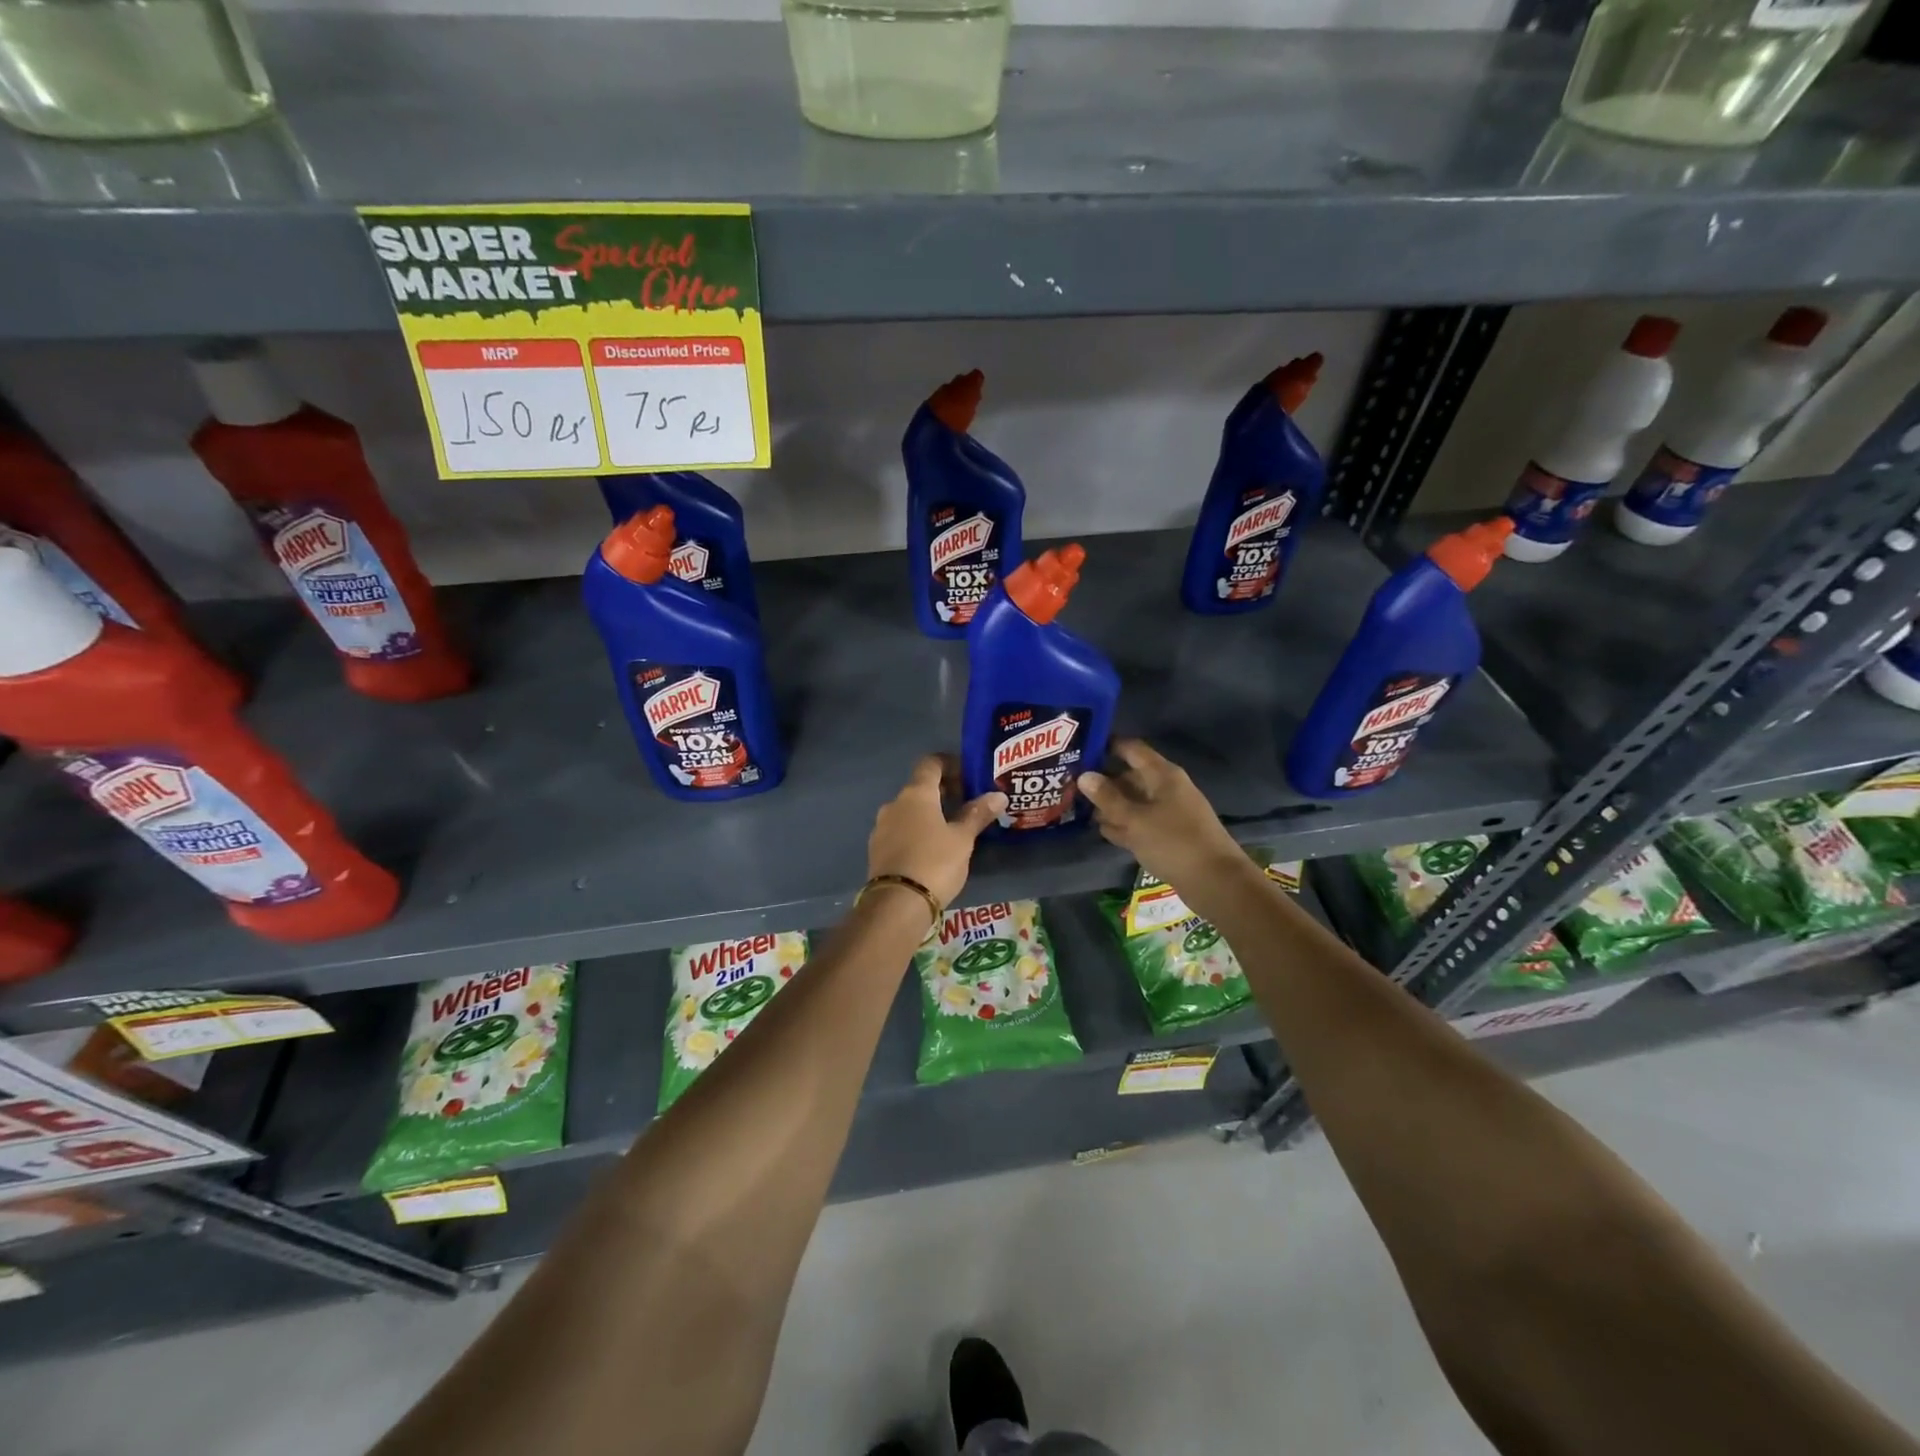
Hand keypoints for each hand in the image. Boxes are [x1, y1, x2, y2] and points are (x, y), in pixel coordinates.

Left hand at [867, 755, 1006, 909]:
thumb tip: (998, 795)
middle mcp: (894, 803)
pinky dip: (916, 831)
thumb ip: (977, 814)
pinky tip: (931, 849)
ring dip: (928, 813)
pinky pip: (900, 830)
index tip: (968, 775)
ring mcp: (881, 827)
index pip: (931, 763)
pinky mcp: (876, 849)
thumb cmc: (935, 863)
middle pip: (920, 787)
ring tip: (951, 829)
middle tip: (967, 803)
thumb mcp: (962, 839)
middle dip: (943, 791)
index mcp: (916, 794)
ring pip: (909, 810)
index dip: (950, 764)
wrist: (896, 903)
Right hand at [1078, 740, 1249, 894]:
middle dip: (1103, 783)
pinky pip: (1140, 822)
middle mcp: (1166, 788)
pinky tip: (1103, 832)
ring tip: (1079, 811)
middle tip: (1070, 788)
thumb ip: (1107, 798)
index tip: (1079, 750)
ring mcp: (1168, 812)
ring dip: (1111, 807)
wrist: (1215, 881)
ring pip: (1133, 802)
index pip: (1131, 749)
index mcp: (1162, 775)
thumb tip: (1083, 775)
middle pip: (1129, 777)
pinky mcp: (1168, 834)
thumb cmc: (1173, 842)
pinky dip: (1124, 825)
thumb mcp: (1134, 819)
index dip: (1106, 746)